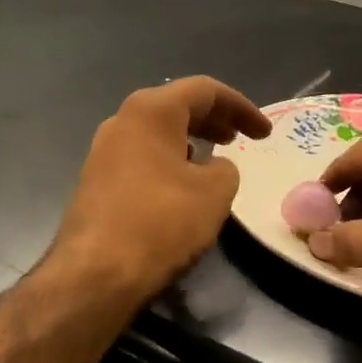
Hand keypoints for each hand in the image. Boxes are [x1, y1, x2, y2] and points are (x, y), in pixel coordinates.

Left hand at [53, 77, 270, 302]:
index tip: (265, 133)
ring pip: (156, 133)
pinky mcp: (95, 181)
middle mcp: (122, 121)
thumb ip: (225, 168)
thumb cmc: (162, 221)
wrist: (96, 272)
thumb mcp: (215, 192)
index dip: (241, 107)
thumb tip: (212, 167)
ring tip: (213, 162)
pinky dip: (168, 162)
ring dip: (190, 142)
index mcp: (151, 110)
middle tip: (240, 139)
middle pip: (176, 107)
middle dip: (214, 120)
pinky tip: (181, 187)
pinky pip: (141, 158)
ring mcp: (103, 152)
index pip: (205, 90)